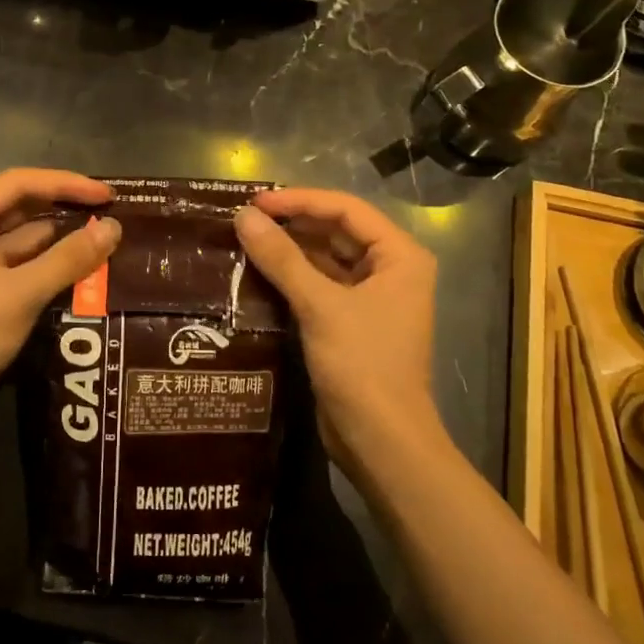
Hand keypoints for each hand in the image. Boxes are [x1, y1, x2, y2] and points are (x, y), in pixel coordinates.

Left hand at [0, 169, 119, 426]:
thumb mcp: (21, 292)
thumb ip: (69, 258)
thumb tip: (115, 228)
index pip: (18, 184)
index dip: (66, 184)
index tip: (108, 195)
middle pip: (21, 209)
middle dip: (65, 211)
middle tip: (114, 213)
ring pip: (24, 241)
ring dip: (62, 241)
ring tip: (108, 239)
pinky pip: (22, 268)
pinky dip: (51, 267)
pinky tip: (86, 269)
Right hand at [234, 188, 440, 467]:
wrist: (382, 442)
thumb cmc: (362, 365)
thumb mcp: (320, 306)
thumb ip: (281, 258)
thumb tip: (243, 216)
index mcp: (400, 256)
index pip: (346, 209)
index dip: (300, 200)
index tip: (256, 202)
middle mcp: (391, 270)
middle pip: (337, 230)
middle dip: (294, 223)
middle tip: (246, 219)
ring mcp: (372, 298)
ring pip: (326, 258)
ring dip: (290, 250)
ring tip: (246, 240)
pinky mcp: (352, 322)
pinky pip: (320, 285)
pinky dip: (293, 277)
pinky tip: (259, 272)